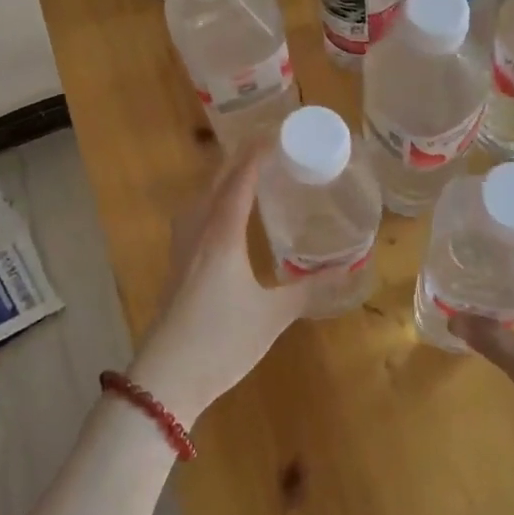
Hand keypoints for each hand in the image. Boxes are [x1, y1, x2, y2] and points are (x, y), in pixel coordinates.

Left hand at [126, 147, 316, 426]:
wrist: (166, 379)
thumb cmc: (222, 341)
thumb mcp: (273, 315)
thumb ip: (309, 289)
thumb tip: (348, 270)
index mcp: (222, 235)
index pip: (240, 180)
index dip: (258, 154)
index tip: (279, 134)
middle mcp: (198, 232)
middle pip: (215, 182)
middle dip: (239, 159)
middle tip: (268, 147)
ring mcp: (181, 249)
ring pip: (200, 199)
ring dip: (221, 179)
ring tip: (246, 175)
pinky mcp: (175, 266)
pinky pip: (193, 217)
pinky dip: (211, 202)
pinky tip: (222, 218)